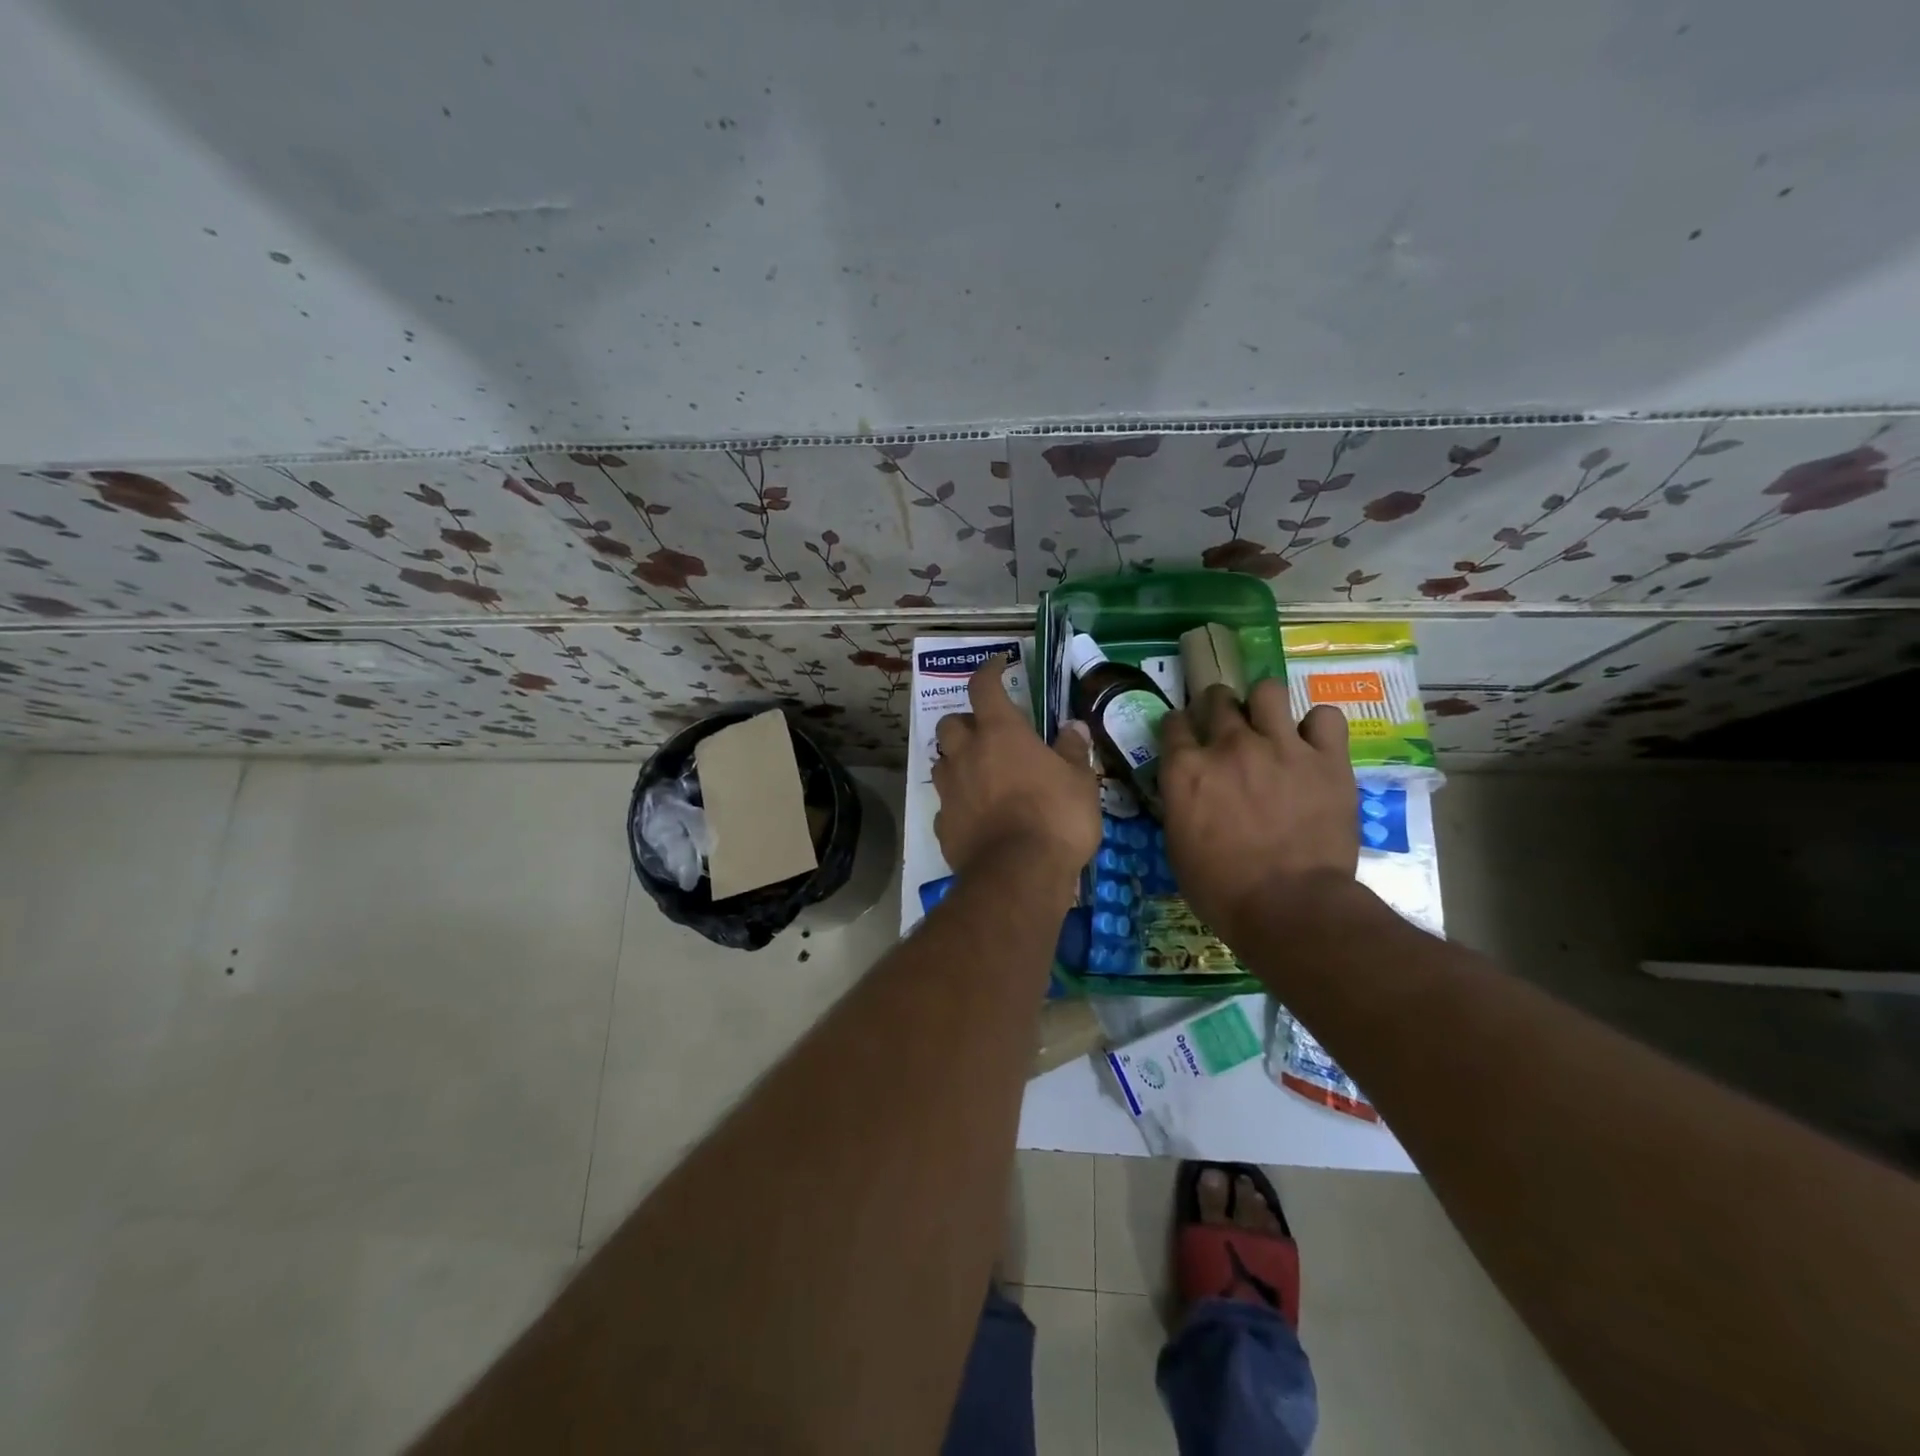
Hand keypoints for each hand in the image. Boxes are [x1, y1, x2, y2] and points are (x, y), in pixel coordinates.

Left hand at [932, 656, 1100, 888]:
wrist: (1018, 874)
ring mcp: (949, 790)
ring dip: (956, 761)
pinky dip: (958, 802)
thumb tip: (1073, 727)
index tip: (997, 664)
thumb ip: (1073, 750)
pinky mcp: (943, 824)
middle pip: (950, 724)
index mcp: (1000, 733)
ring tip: (979, 774)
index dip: (988, 671)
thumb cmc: (1056, 817)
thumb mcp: (1080, 781)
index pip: (983, 686)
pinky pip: (945, 803)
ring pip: (941, 762)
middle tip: (987, 734)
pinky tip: (975, 816)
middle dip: (965, 723)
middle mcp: (966, 754)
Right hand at [1159, 681, 1357, 939]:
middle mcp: (1229, 746)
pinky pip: (1325, 717)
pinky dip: (1318, 727)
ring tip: (1271, 726)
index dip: (1179, 727)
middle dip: (1218, 707)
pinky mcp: (1326, 759)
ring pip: (1268, 691)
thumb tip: (1188, 790)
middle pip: (1217, 698)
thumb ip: (1181, 803)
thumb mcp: (1178, 845)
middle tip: (1228, 728)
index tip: (1186, 736)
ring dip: (1265, 705)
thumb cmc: (1222, 890)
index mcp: (1186, 770)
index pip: (1173, 723)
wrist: (1290, 908)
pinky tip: (1315, 744)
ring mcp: (1280, 747)